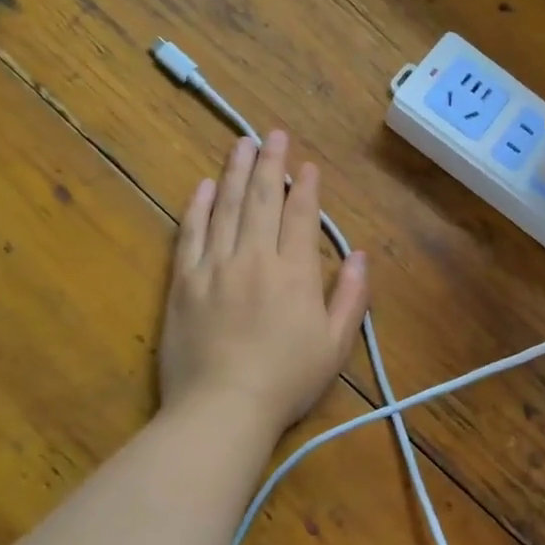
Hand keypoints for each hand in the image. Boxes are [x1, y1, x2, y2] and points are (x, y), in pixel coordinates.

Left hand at [159, 131, 368, 443]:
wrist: (221, 410)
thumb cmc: (286, 381)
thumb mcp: (335, 344)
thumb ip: (351, 296)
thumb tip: (360, 255)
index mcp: (294, 273)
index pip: (301, 216)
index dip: (306, 187)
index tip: (307, 164)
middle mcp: (255, 258)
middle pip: (263, 200)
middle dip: (270, 164)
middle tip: (272, 134)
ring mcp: (215, 267)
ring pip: (227, 208)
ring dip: (236, 173)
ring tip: (241, 144)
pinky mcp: (184, 282)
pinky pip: (191, 234)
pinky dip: (198, 207)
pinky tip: (204, 186)